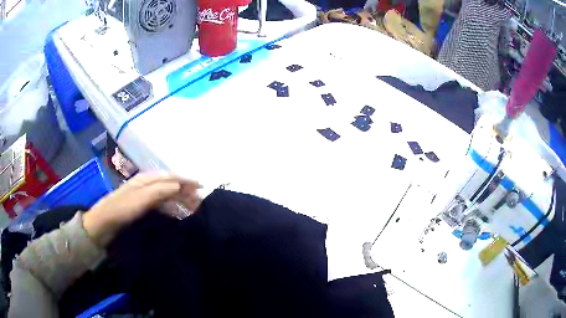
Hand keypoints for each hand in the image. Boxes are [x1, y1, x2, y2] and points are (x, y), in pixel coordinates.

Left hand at [83, 173, 200, 245]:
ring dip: (179, 199)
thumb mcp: (141, 199)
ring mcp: (143, 196)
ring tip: (191, 208)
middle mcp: (145, 184)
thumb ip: (160, 190)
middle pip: (169, 184)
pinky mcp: (140, 207)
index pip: (170, 176)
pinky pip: (160, 204)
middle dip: (185, 190)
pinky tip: (175, 213)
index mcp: (146, 179)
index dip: (186, 180)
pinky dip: (170, 207)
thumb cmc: (121, 209)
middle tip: (199, 202)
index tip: (202, 187)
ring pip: (166, 194)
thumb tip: (179, 184)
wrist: (103, 223)